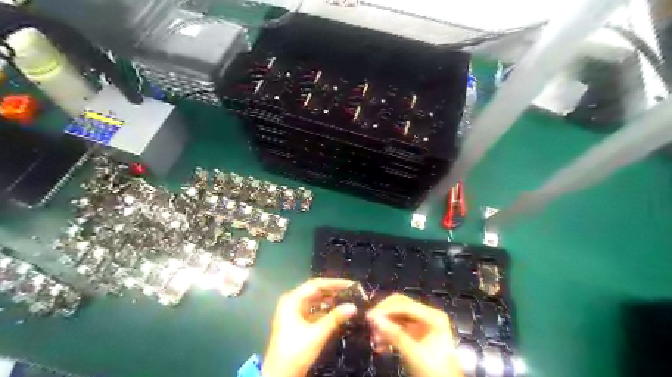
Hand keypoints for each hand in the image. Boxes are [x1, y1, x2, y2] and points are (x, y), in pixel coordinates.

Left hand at [263, 277, 359, 376]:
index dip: (334, 283)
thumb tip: (353, 306)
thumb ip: (335, 318)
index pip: (316, 285)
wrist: (278, 376)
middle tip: (352, 293)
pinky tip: (337, 313)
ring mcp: (293, 313)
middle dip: (333, 291)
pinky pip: (313, 311)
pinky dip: (325, 311)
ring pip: (315, 301)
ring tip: (347, 301)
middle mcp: (292, 302)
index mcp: (292, 300)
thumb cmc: (295, 351)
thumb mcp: (317, 334)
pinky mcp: (296, 323)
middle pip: (315, 291)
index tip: (351, 285)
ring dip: (330, 301)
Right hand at [366, 295, 464, 376]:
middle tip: (369, 323)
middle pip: (401, 307)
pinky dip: (389, 335)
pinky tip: (380, 346)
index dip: (386, 309)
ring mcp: (423, 326)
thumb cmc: (434, 371)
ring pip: (398, 318)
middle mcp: (428, 316)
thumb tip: (375, 319)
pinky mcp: (417, 336)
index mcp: (433, 316)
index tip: (369, 316)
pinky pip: (399, 329)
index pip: (405, 305)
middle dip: (384, 315)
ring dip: (385, 326)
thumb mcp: (414, 354)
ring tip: (374, 338)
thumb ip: (394, 335)